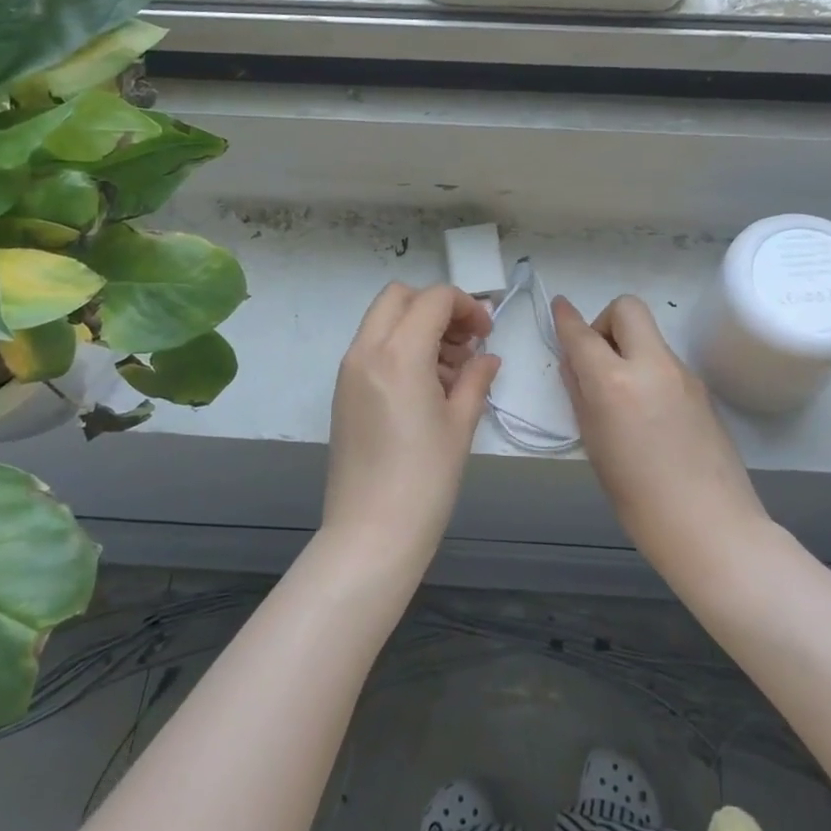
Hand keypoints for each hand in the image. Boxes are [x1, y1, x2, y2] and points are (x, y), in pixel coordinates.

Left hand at [323, 283, 499, 567]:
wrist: (371, 533)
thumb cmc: (425, 479)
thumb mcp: (460, 423)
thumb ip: (476, 378)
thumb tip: (487, 357)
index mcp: (398, 354)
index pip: (434, 299)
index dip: (467, 306)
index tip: (486, 334)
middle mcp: (366, 351)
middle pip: (399, 297)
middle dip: (436, 307)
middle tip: (465, 342)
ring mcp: (349, 371)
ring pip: (383, 320)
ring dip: (418, 327)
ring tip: (452, 371)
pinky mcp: (343, 392)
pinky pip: (372, 348)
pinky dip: (400, 348)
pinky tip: (427, 387)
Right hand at [552, 295, 770, 572]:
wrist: (710, 526)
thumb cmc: (638, 498)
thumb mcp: (594, 444)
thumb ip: (581, 395)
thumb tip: (575, 363)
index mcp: (615, 383)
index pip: (582, 334)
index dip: (565, 318)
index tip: (558, 307)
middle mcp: (652, 365)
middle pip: (628, 309)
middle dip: (605, 321)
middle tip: (598, 359)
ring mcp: (683, 374)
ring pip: (649, 336)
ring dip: (629, 347)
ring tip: (621, 394)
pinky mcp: (702, 388)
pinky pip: (666, 361)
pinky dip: (648, 368)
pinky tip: (648, 412)